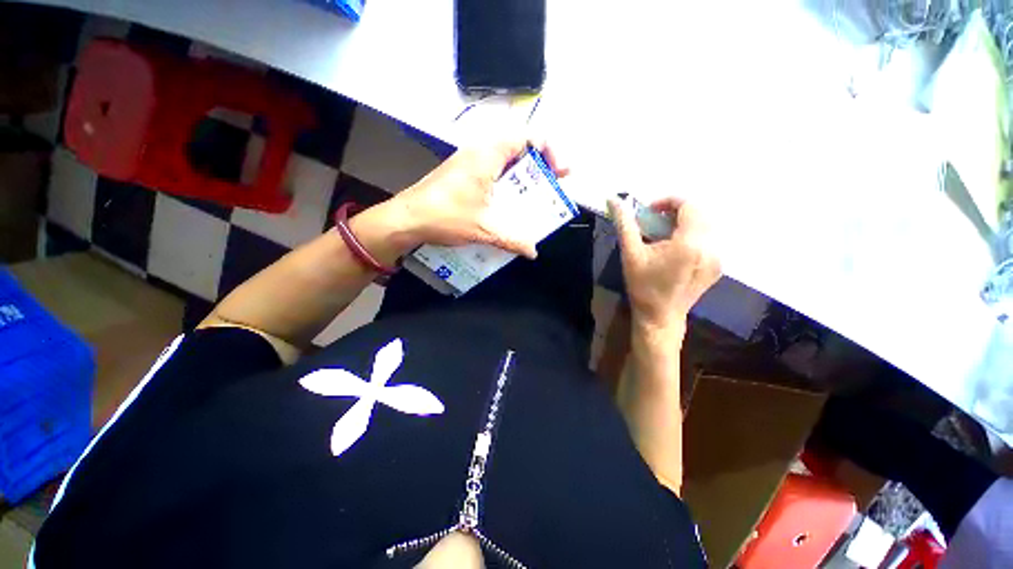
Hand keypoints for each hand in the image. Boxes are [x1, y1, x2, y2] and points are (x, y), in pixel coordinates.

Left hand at [392, 138, 568, 258]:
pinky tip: (507, 202)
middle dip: (539, 164)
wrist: (406, 219)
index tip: (558, 173)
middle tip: (552, 184)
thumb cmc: (445, 216)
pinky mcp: (461, 174)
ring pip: (505, 159)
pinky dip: (506, 181)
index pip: (528, 137)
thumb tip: (533, 251)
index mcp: (488, 155)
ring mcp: (468, 162)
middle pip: (519, 147)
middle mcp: (479, 151)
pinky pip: (492, 170)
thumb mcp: (484, 229)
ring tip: (533, 194)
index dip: (549, 151)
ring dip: (522, 174)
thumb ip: (513, 240)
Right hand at [608, 197, 720, 332]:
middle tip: (654, 221)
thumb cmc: (643, 286)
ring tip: (664, 233)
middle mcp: (711, 247)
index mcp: (690, 243)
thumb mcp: (631, 254)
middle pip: (699, 212)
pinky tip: (676, 247)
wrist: (660, 316)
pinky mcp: (718, 266)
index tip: (649, 211)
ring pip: (706, 224)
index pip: (689, 205)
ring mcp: (718, 257)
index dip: (668, 201)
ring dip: (685, 221)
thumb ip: (624, 224)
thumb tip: (613, 199)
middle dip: (676, 210)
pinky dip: (693, 234)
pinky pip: (709, 239)